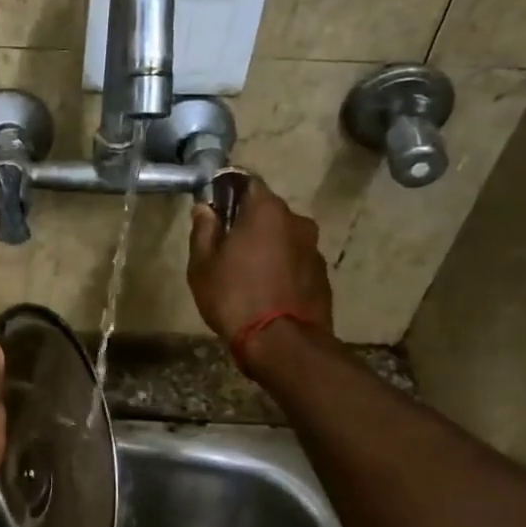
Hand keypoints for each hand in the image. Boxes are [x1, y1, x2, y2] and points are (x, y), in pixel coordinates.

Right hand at [187, 177, 332, 342]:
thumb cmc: (234, 297)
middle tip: (226, 246)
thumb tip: (205, 208)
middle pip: (268, 212)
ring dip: (267, 247)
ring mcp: (314, 248)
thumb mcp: (203, 265)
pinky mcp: (322, 275)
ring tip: (247, 273)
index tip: (215, 208)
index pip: (247, 183)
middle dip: (248, 223)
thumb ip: (203, 231)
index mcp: (266, 211)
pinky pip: (295, 261)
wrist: (282, 343)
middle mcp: (297, 221)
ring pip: (284, 237)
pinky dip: (282, 268)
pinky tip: (267, 290)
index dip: (229, 192)